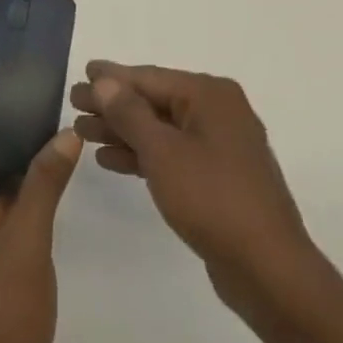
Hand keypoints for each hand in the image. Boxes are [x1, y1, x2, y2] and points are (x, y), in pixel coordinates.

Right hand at [70, 60, 318, 325]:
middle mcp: (218, 112)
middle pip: (154, 101)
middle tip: (73, 102)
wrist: (269, 269)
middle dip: (113, 105)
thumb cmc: (212, 199)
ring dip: (123, 130)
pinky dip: (143, 154)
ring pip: (161, 129)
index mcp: (210, 95)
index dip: (112, 77)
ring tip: (83, 131)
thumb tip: (104, 80)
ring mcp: (221, 146)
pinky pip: (172, 154)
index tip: (82, 73)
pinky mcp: (218, 177)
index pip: (149, 77)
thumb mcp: (163, 152)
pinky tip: (110, 160)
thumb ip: (130, 113)